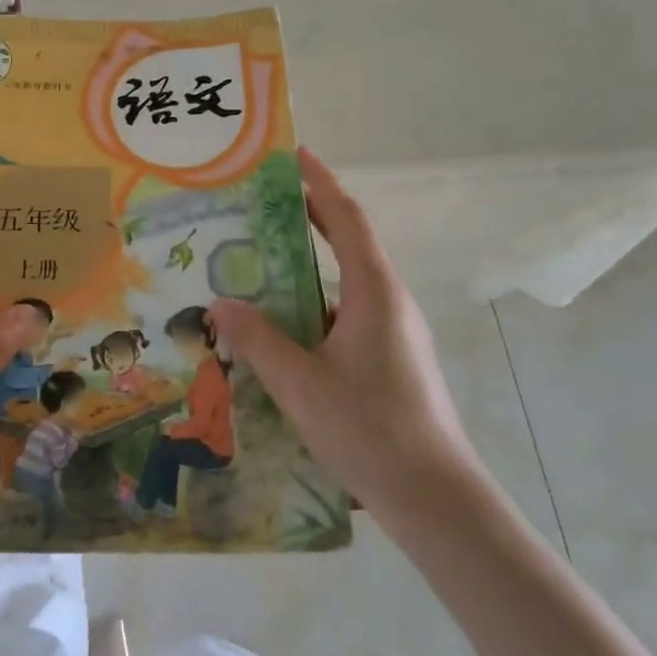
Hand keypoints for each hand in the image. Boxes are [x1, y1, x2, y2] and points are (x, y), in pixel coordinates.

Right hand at [211, 148, 482, 527]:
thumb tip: (219, 304)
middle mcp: (389, 302)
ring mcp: (394, 333)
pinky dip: (311, 308)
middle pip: (346, 244)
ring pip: (343, 285)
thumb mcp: (299, 381)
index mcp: (374, 291)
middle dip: (307, 218)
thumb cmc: (369, 428)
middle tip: (259, 205)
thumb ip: (256, 339)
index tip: (294, 155)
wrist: (436, 500)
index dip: (320, 183)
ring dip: (304, 270)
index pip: (346, 218)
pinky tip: (279, 332)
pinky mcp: (390, 361)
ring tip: (255, 268)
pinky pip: (345, 317)